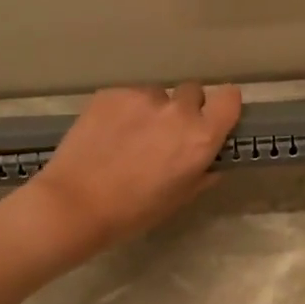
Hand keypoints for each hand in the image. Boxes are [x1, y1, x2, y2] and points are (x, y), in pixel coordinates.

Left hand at [23, 82, 242, 255]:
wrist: (74, 204)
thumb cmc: (133, 212)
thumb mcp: (178, 199)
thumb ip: (202, 173)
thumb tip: (210, 161)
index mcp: (200, 138)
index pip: (230, 98)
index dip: (224, 106)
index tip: (215, 116)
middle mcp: (177, 110)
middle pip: (193, 92)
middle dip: (186, 108)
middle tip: (167, 133)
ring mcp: (142, 97)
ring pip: (157, 94)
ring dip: (152, 110)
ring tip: (130, 137)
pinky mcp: (111, 93)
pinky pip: (128, 96)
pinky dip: (123, 111)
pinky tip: (107, 135)